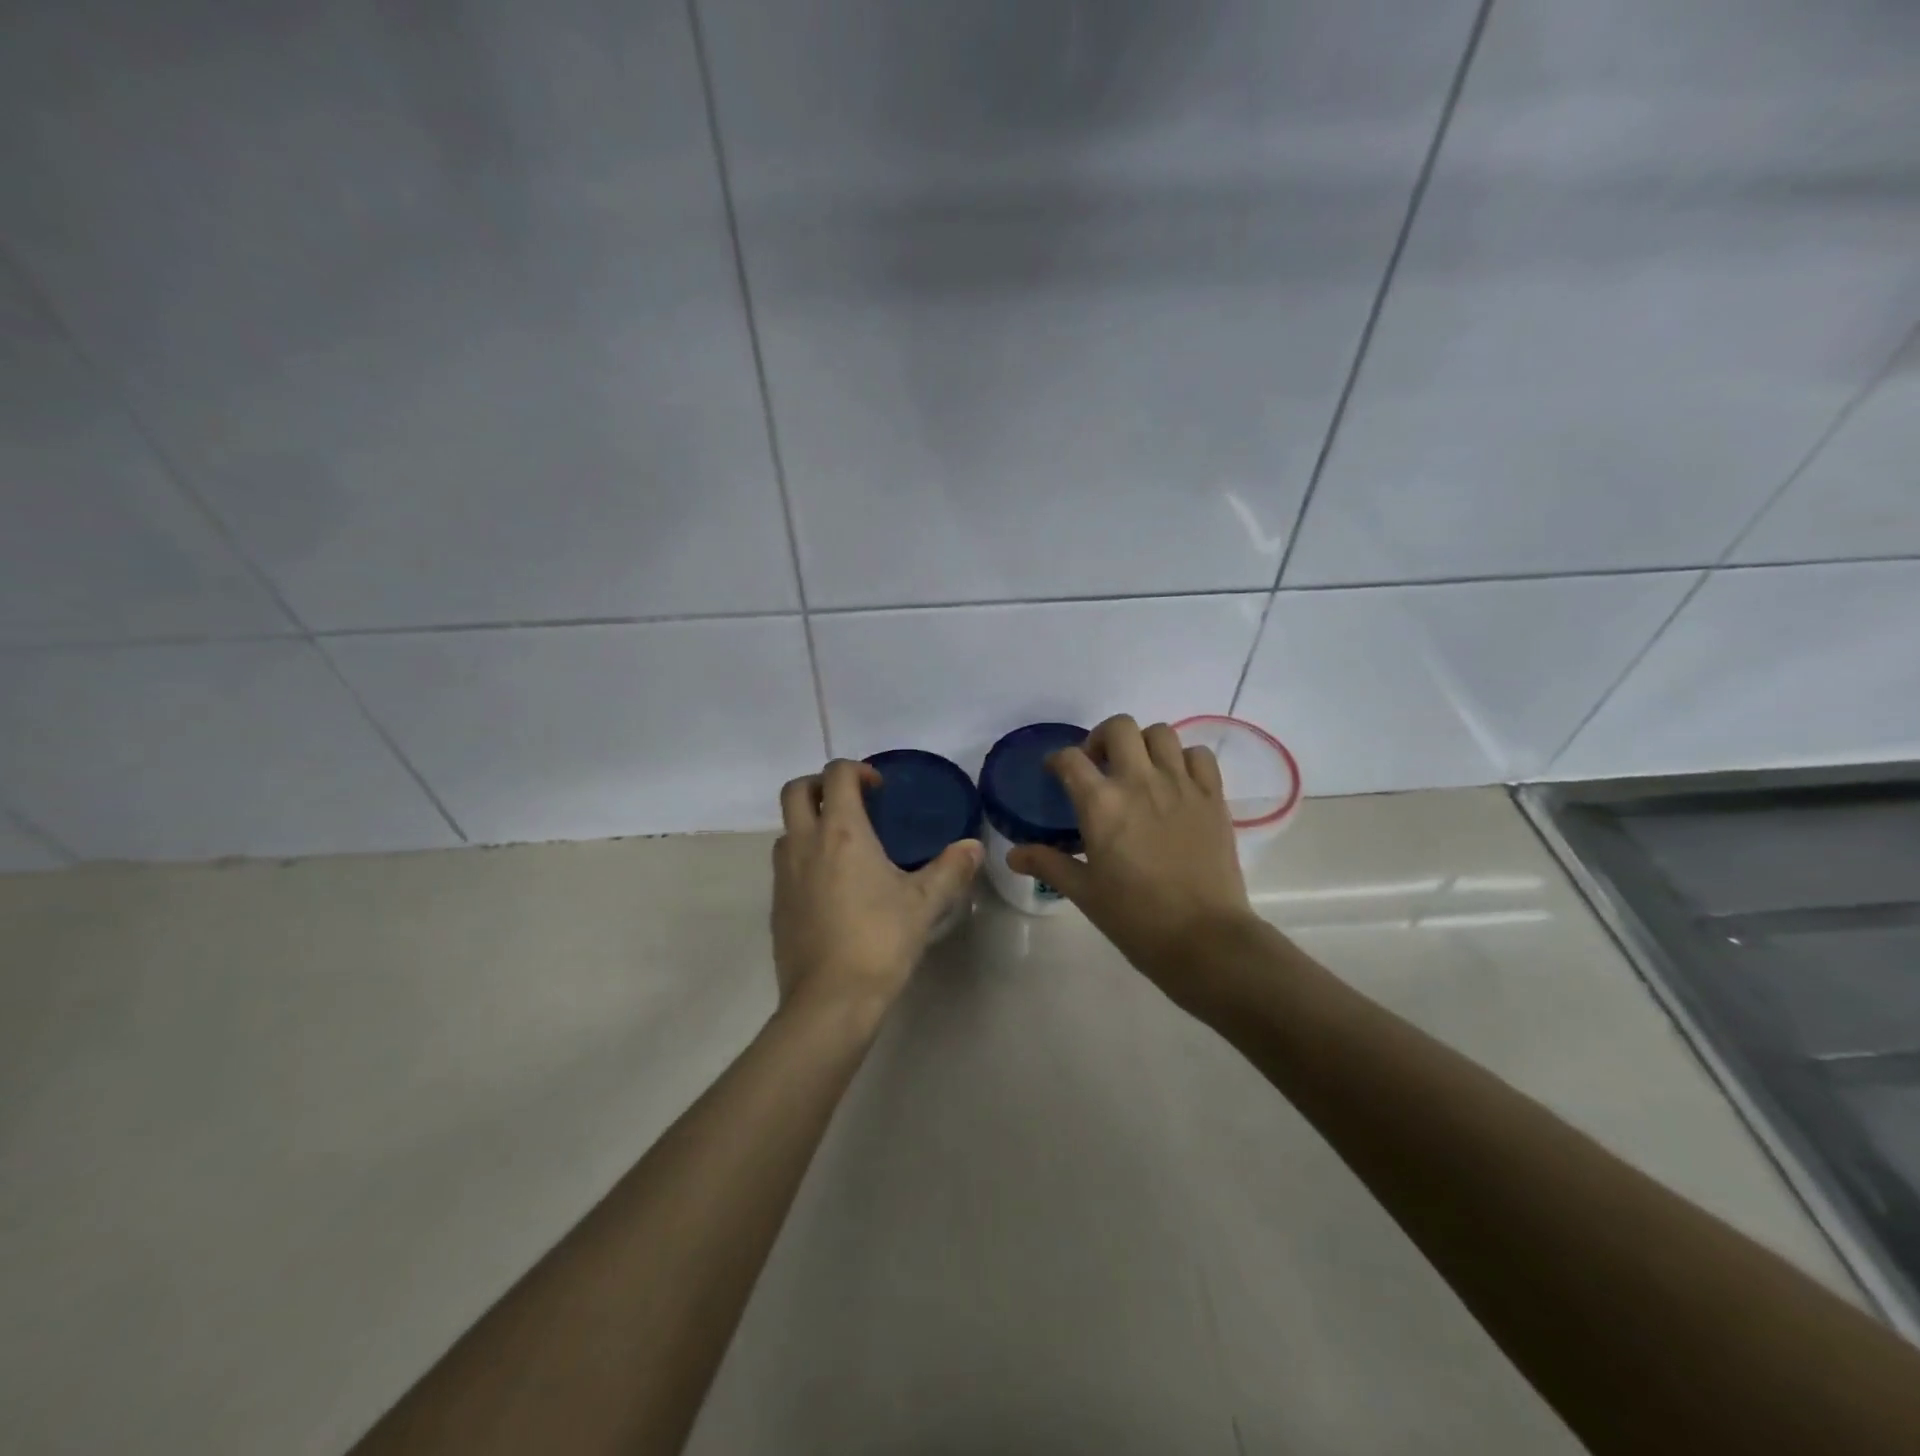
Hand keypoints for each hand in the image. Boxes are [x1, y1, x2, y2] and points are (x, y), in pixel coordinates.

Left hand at [772, 759, 982, 1014]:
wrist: (830, 1000)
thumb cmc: (880, 941)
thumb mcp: (924, 904)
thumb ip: (951, 869)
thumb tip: (974, 846)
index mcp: (842, 832)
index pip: (836, 775)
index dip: (857, 770)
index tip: (879, 789)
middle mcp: (805, 843)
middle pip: (796, 791)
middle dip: (821, 785)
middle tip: (852, 802)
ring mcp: (784, 874)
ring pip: (787, 828)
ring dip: (810, 822)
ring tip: (843, 844)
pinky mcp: (776, 903)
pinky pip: (786, 863)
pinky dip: (804, 856)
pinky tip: (833, 886)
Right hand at [1007, 715, 1260, 999]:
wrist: (1203, 938)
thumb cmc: (1135, 917)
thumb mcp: (1084, 892)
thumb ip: (1048, 863)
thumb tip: (1013, 854)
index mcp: (1101, 804)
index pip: (1070, 759)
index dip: (1057, 760)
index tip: (1055, 773)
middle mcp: (1139, 782)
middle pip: (1118, 727)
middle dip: (1101, 739)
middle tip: (1099, 766)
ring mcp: (1180, 785)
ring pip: (1160, 733)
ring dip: (1143, 744)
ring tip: (1139, 771)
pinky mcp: (1212, 796)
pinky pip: (1199, 755)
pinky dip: (1184, 759)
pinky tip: (1177, 782)